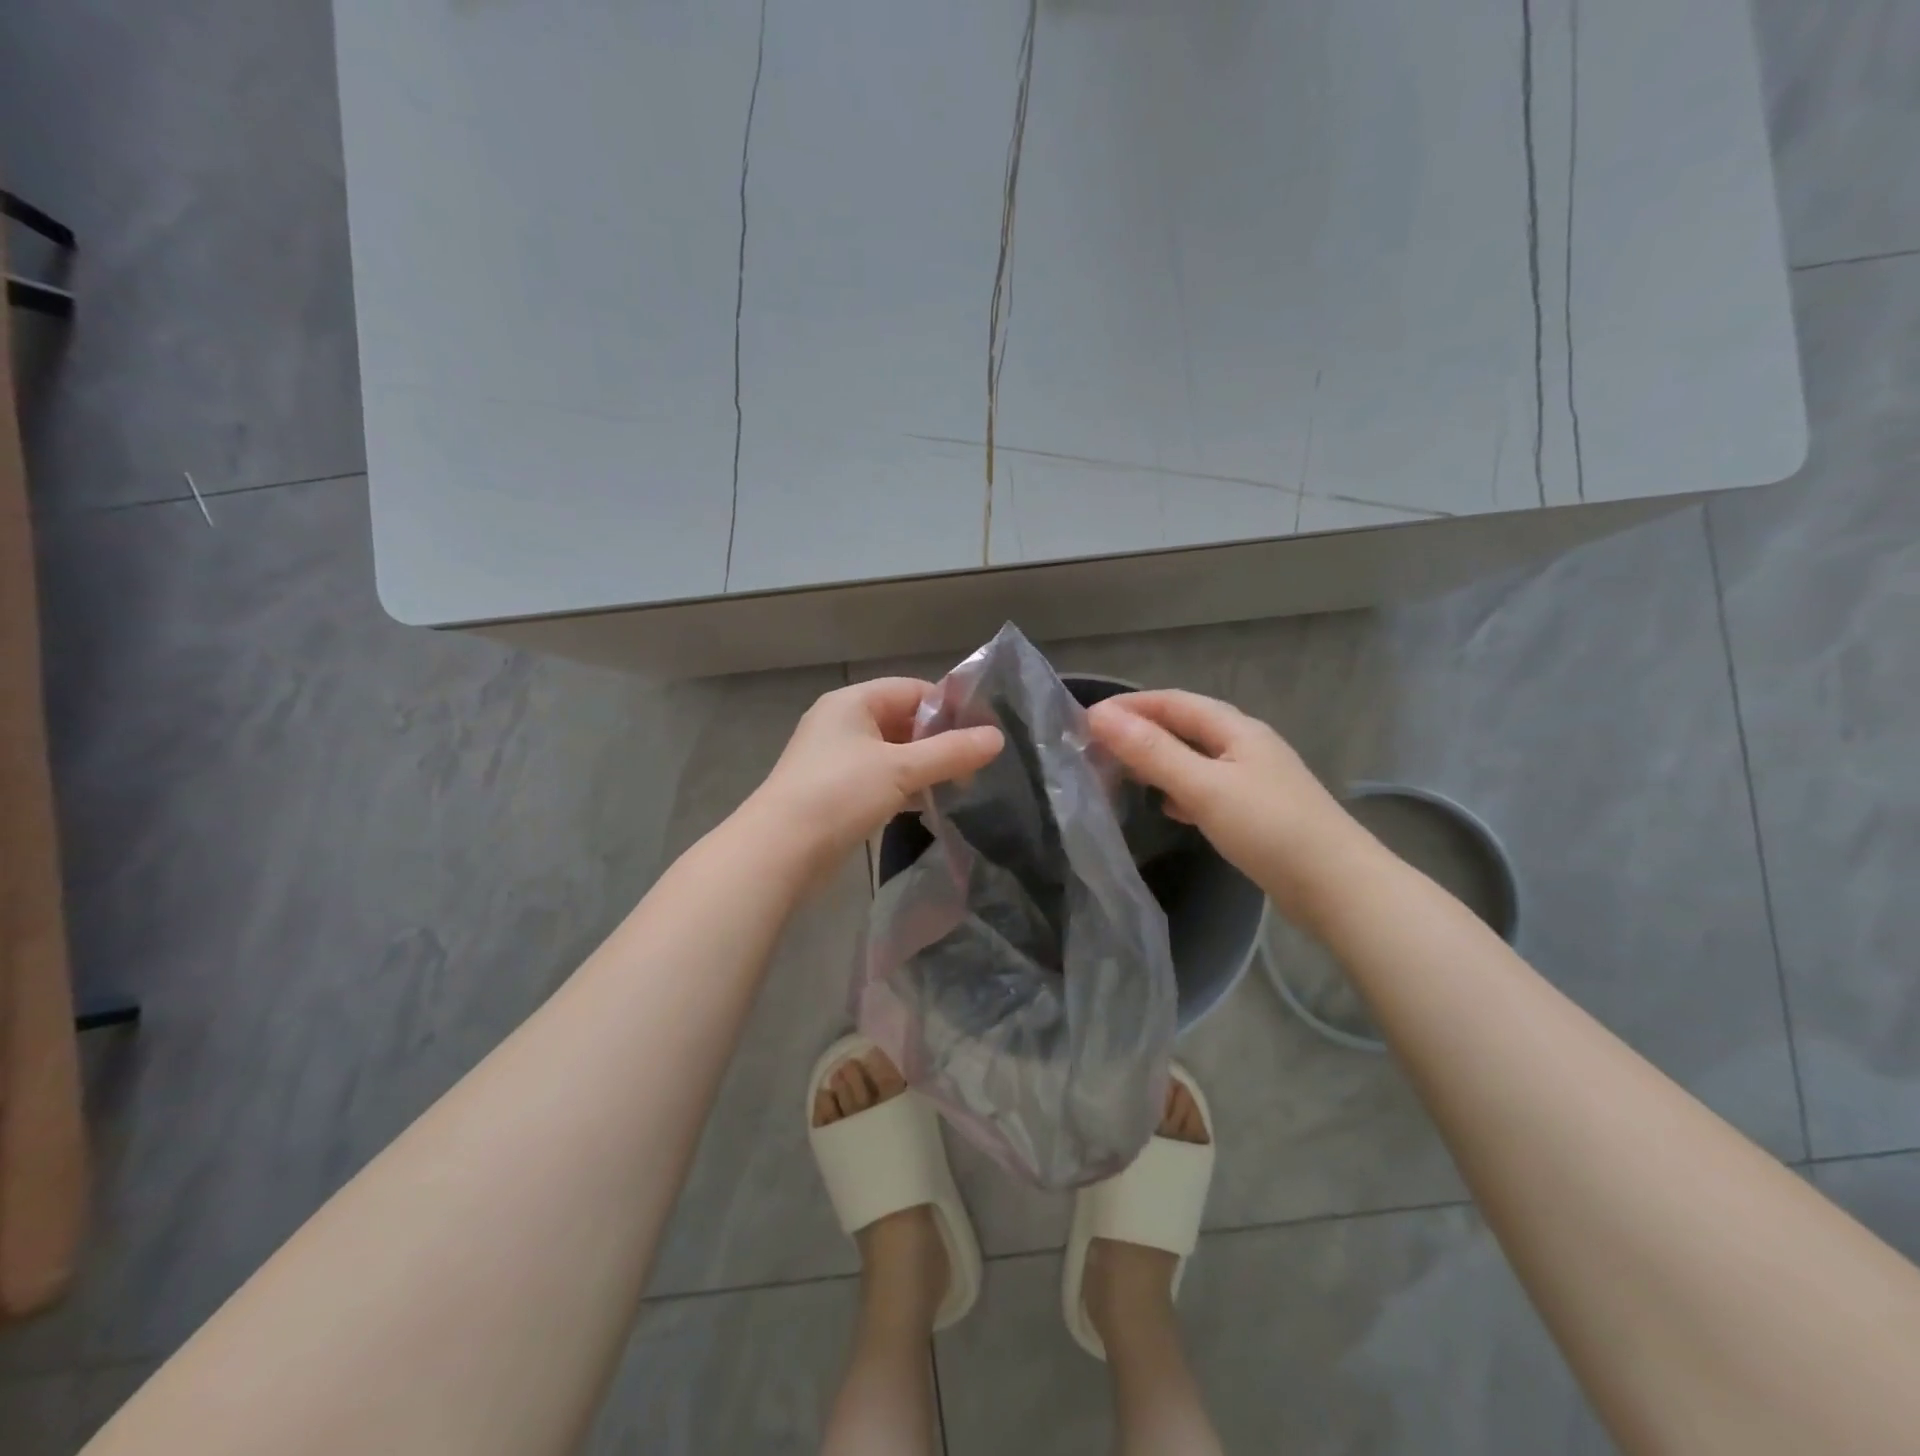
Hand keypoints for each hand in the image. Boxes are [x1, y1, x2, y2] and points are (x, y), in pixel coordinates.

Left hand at [749, 678, 1003, 872]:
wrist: (780, 851)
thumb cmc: (840, 794)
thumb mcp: (901, 769)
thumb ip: (950, 752)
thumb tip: (997, 738)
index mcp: (852, 702)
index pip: (912, 689)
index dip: (948, 706)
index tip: (984, 730)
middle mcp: (841, 723)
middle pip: (902, 720)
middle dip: (939, 740)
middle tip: (977, 763)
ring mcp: (835, 759)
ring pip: (892, 753)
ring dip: (923, 766)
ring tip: (960, 785)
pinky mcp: (834, 792)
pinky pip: (879, 778)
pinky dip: (904, 787)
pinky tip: (927, 804)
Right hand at [1086, 689, 1370, 924]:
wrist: (1338, 888)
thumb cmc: (1269, 829)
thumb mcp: (1203, 786)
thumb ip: (1151, 752)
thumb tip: (1100, 716)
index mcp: (1237, 729)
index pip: (1174, 702)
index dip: (1130, 705)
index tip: (1087, 719)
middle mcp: (1247, 746)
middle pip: (1186, 726)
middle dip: (1142, 731)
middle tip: (1098, 747)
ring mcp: (1255, 779)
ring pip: (1196, 758)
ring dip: (1159, 760)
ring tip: (1123, 772)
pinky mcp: (1258, 812)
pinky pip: (1208, 788)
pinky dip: (1181, 789)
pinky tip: (1169, 807)